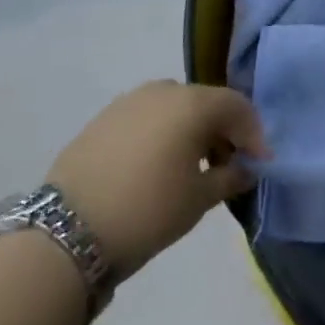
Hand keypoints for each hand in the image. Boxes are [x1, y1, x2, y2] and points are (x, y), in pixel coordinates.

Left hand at [48, 81, 268, 283]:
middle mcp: (163, 90)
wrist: (65, 233)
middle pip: (206, 103)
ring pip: (174, 109)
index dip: (254, 135)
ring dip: (190, 131)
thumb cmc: (148, 210)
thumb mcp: (200, 198)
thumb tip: (246, 169)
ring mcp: (128, 102)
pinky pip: (146, 119)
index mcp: (193, 102)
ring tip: (190, 167)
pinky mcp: (102, 120)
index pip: (237, 107)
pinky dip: (161, 135)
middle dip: (222, 131)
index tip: (259, 164)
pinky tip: (156, 166)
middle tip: (227, 165)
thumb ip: (231, 177)